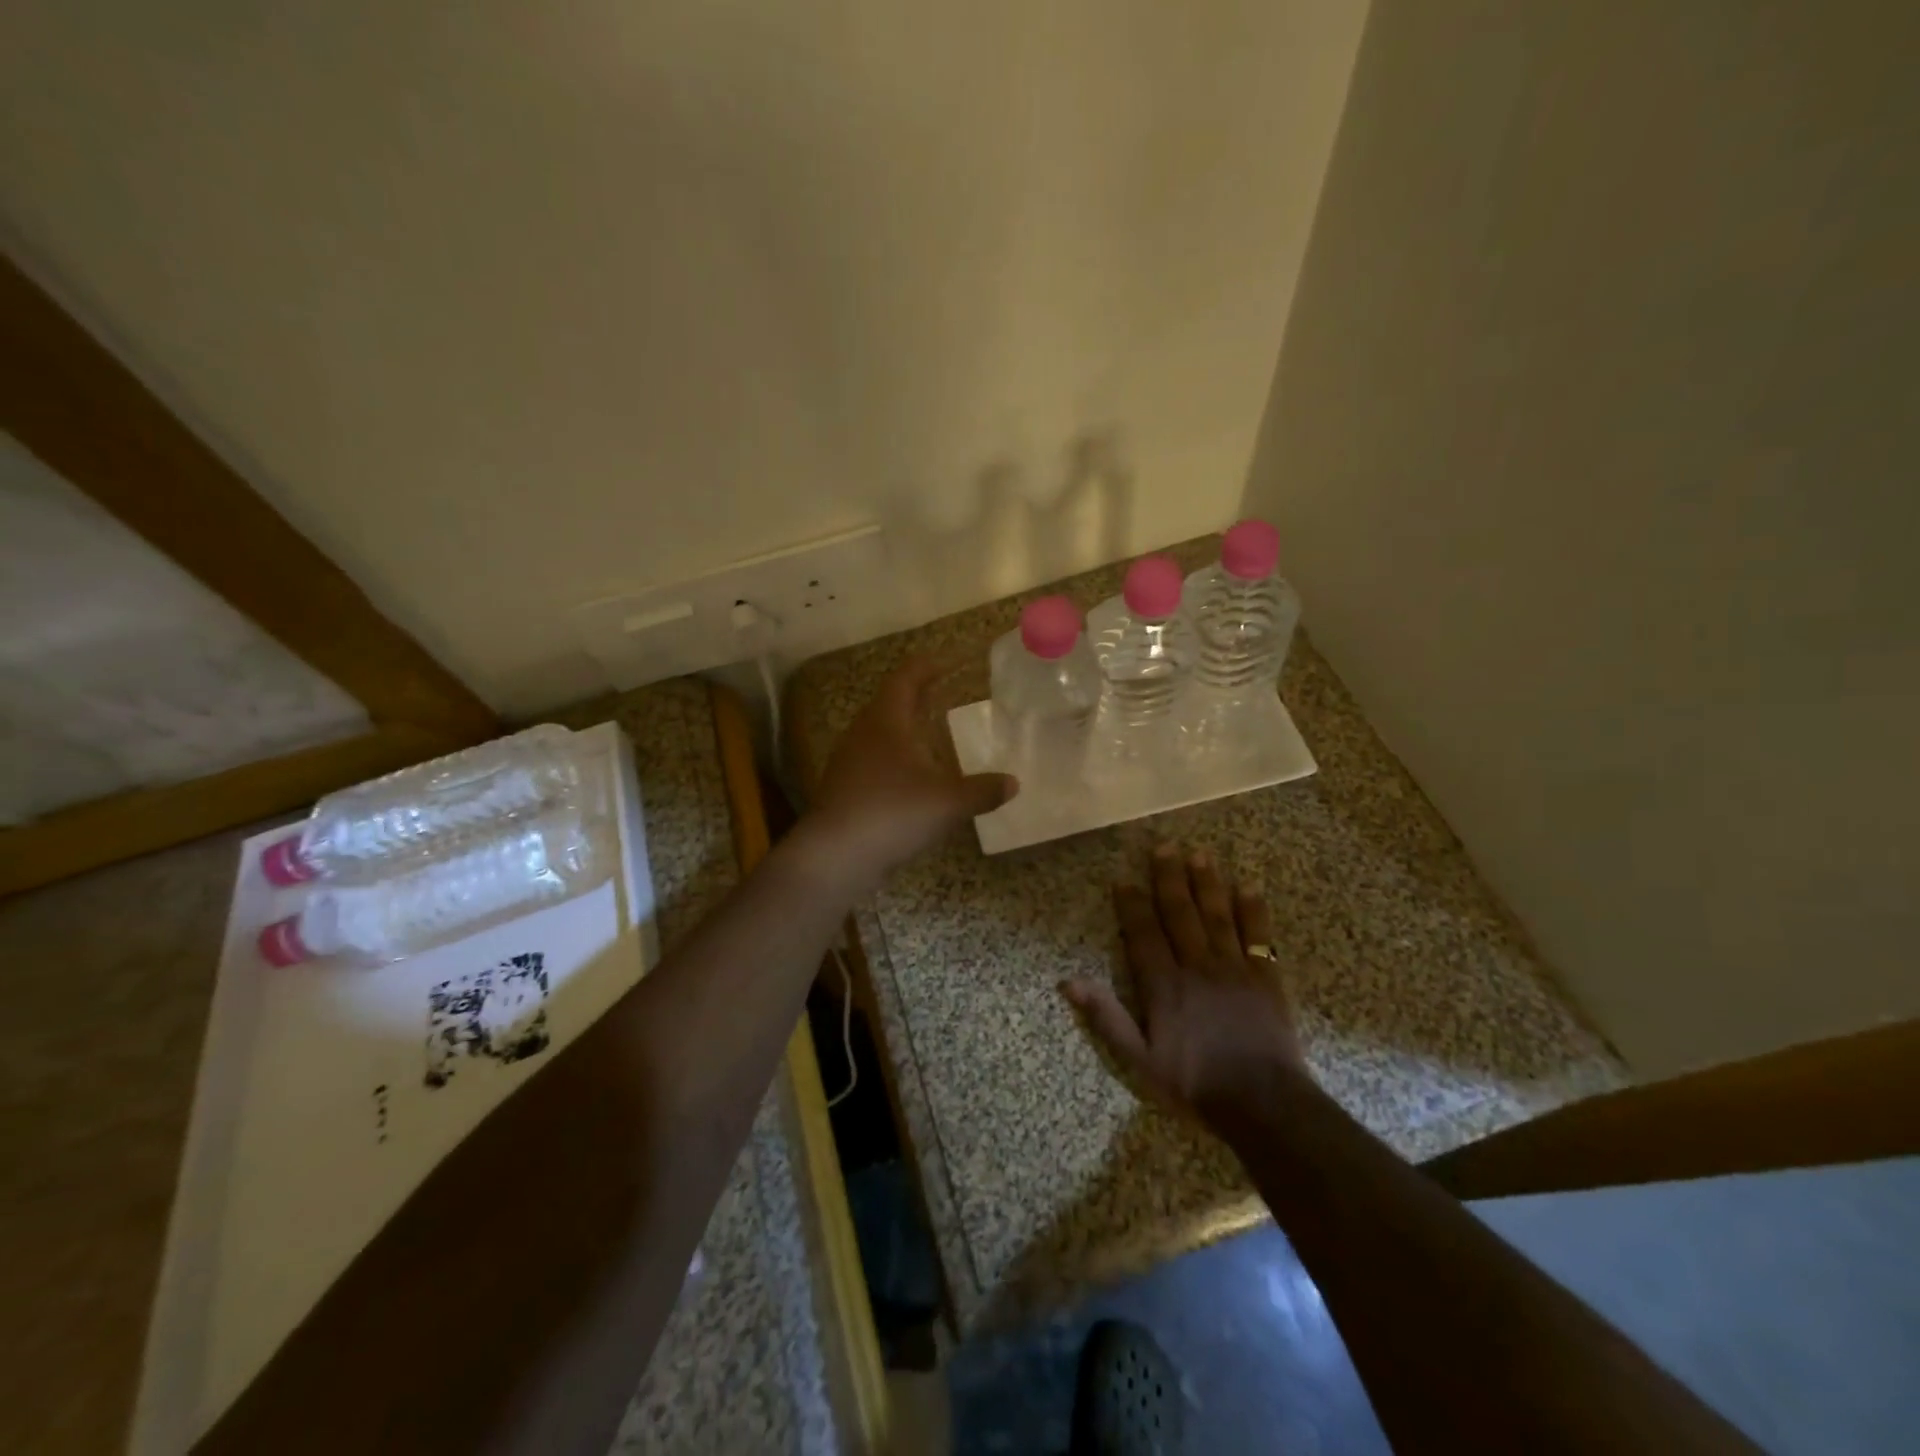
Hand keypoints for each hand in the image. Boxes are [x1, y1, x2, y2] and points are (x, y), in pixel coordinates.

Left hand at [804, 656, 1017, 882]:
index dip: (927, 666)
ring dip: (904, 727)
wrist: (834, 856)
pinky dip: (895, 757)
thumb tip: (1013, 783)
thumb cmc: (892, 813)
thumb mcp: (947, 802)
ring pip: (879, 732)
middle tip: (942, 692)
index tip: (947, 662)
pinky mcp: (844, 788)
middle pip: (889, 702)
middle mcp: (863, 732)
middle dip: (916, 695)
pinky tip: (912, 777)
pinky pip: (873, 760)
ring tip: (930, 733)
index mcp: (886, 720)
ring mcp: (849, 760)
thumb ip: (982, 791)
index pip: (906, 678)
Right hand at [1065, 844, 1308, 1122]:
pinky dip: (1253, 911)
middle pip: (1180, 914)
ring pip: (1217, 916)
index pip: (1143, 934)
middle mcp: (1197, 966)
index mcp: (1164, 985)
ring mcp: (1234, 969)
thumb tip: (1069, 982)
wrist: (1264, 1104)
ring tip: (1199, 854)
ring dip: (1207, 883)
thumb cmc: (1196, 1084)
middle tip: (1164, 846)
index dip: (1131, 905)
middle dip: (1169, 879)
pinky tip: (1248, 888)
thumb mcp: (1140, 1060)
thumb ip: (1107, 1018)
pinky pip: (1258, 937)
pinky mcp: (1266, 979)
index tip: (1124, 878)